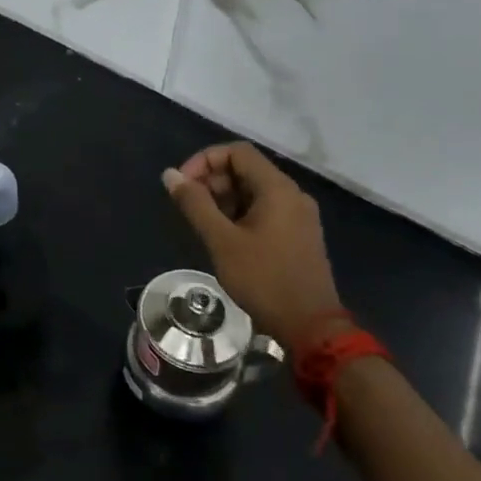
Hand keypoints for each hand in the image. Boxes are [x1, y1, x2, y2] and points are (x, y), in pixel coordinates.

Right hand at [163, 141, 348, 352]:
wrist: (311, 327)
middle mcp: (292, 194)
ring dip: (224, 199)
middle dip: (213, 181)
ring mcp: (298, 215)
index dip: (204, 160)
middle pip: (246, 170)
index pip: (237, 152)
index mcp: (277, 188)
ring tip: (204, 225)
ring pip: (255, 191)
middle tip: (190, 207)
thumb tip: (170, 174)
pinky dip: (241, 214)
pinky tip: (225, 238)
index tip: (183, 185)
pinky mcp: (298, 235)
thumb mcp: (222, 241)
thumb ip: (195, 204)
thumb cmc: (264, 280)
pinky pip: (265, 210)